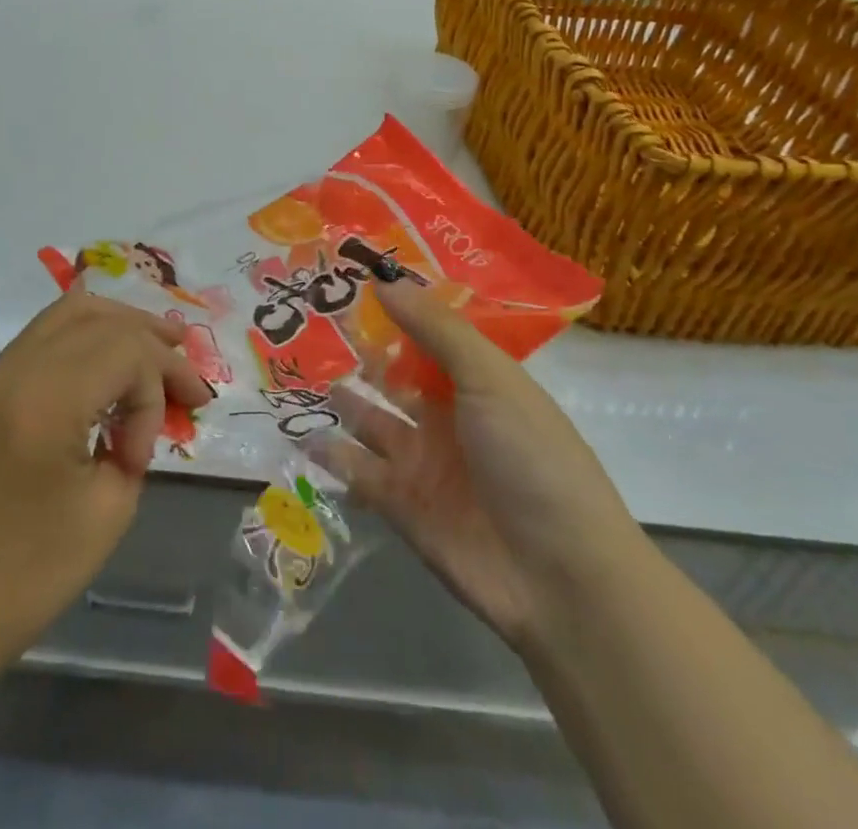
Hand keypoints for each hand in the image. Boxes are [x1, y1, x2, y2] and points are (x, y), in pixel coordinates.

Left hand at [0, 289, 211, 664]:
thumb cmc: (29, 574)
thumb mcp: (108, 510)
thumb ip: (133, 442)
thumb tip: (137, 414)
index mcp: (44, 401)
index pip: (124, 350)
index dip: (156, 387)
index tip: (151, 447)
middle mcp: (15, 370)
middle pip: (99, 318)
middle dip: (150, 340)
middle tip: (187, 370)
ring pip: (68, 313)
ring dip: (119, 323)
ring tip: (161, 342)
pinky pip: (44, 335)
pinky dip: (87, 334)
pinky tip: (112, 350)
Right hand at [314, 278, 646, 648]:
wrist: (560, 578)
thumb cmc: (532, 459)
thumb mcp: (490, 379)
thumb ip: (435, 328)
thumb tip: (383, 280)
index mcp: (478, 384)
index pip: (431, 337)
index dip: (397, 310)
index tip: (351, 279)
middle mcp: (448, 417)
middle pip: (396, 376)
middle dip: (359, 351)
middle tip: (310, 318)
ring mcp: (423, 462)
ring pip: (371, 420)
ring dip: (341, 399)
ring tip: (298, 367)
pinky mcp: (401, 505)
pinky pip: (357, 470)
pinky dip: (331, 453)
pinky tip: (299, 430)